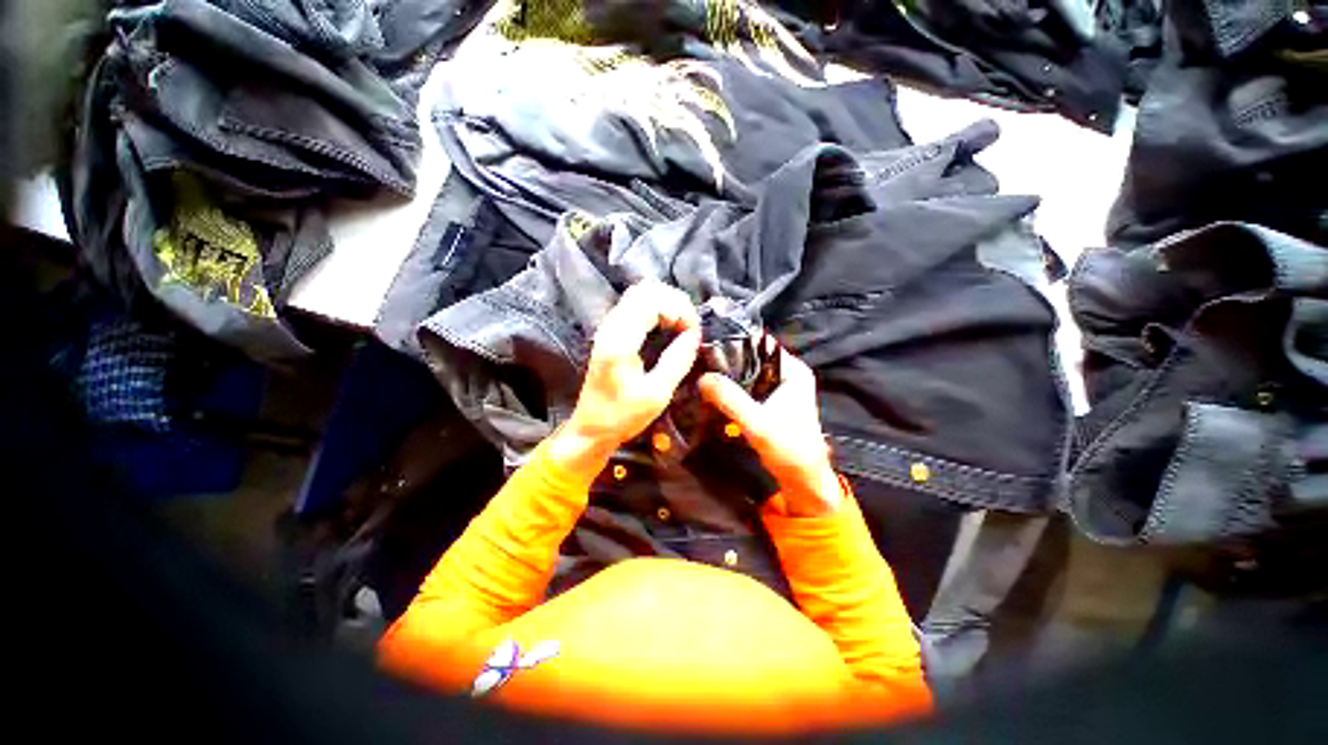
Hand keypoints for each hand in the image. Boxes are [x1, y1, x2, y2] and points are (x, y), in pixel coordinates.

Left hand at [551, 281, 700, 473]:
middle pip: (646, 289)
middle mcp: (611, 326)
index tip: (694, 332)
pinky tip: (668, 327)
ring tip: (682, 326)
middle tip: (691, 326)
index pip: (652, 301)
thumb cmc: (622, 416)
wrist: (590, 428)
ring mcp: (608, 327)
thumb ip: (677, 360)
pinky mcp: (610, 333)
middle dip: (675, 302)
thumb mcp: (657, 394)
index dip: (679, 310)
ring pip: (640, 294)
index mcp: (620, 341)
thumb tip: (695, 336)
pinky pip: (635, 306)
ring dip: (666, 303)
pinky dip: (656, 309)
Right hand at [699, 346, 842, 516]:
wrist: (803, 481)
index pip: (760, 343)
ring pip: (746, 373)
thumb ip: (730, 400)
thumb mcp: (757, 424)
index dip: (734, 342)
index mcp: (793, 371)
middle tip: (697, 362)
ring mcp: (778, 388)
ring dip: (726, 377)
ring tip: (699, 374)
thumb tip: (702, 377)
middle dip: (726, 361)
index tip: (706, 346)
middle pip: (750, 358)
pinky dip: (731, 390)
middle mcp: (787, 373)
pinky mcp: (769, 402)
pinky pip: (745, 388)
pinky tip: (711, 393)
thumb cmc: (788, 450)